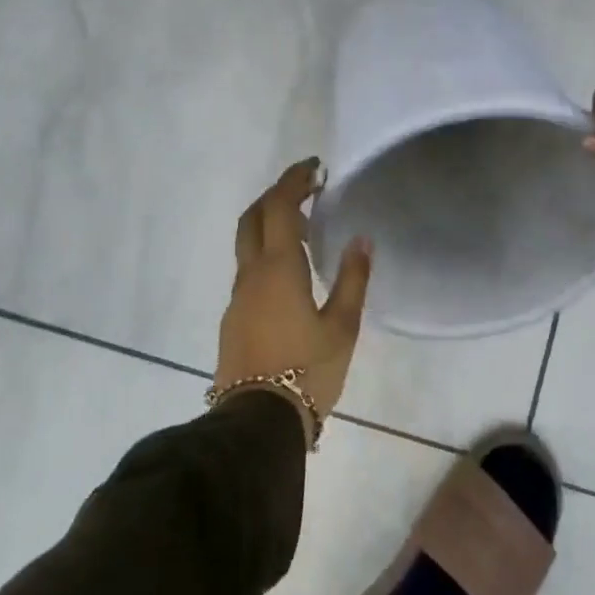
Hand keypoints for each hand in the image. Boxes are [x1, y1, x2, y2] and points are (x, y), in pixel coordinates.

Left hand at [216, 159, 373, 433]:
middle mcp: (251, 274)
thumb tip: (361, 239)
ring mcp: (237, 297)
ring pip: (247, 244)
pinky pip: (248, 270)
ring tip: (306, 231)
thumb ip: (353, 279)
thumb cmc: (307, 372)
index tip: (315, 168)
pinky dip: (267, 253)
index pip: (280, 207)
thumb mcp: (342, 327)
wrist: (257, 426)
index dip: (295, 181)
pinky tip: (291, 274)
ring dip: (271, 224)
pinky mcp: (233, 319)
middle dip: (276, 194)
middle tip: (306, 190)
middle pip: (253, 217)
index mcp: (278, 268)